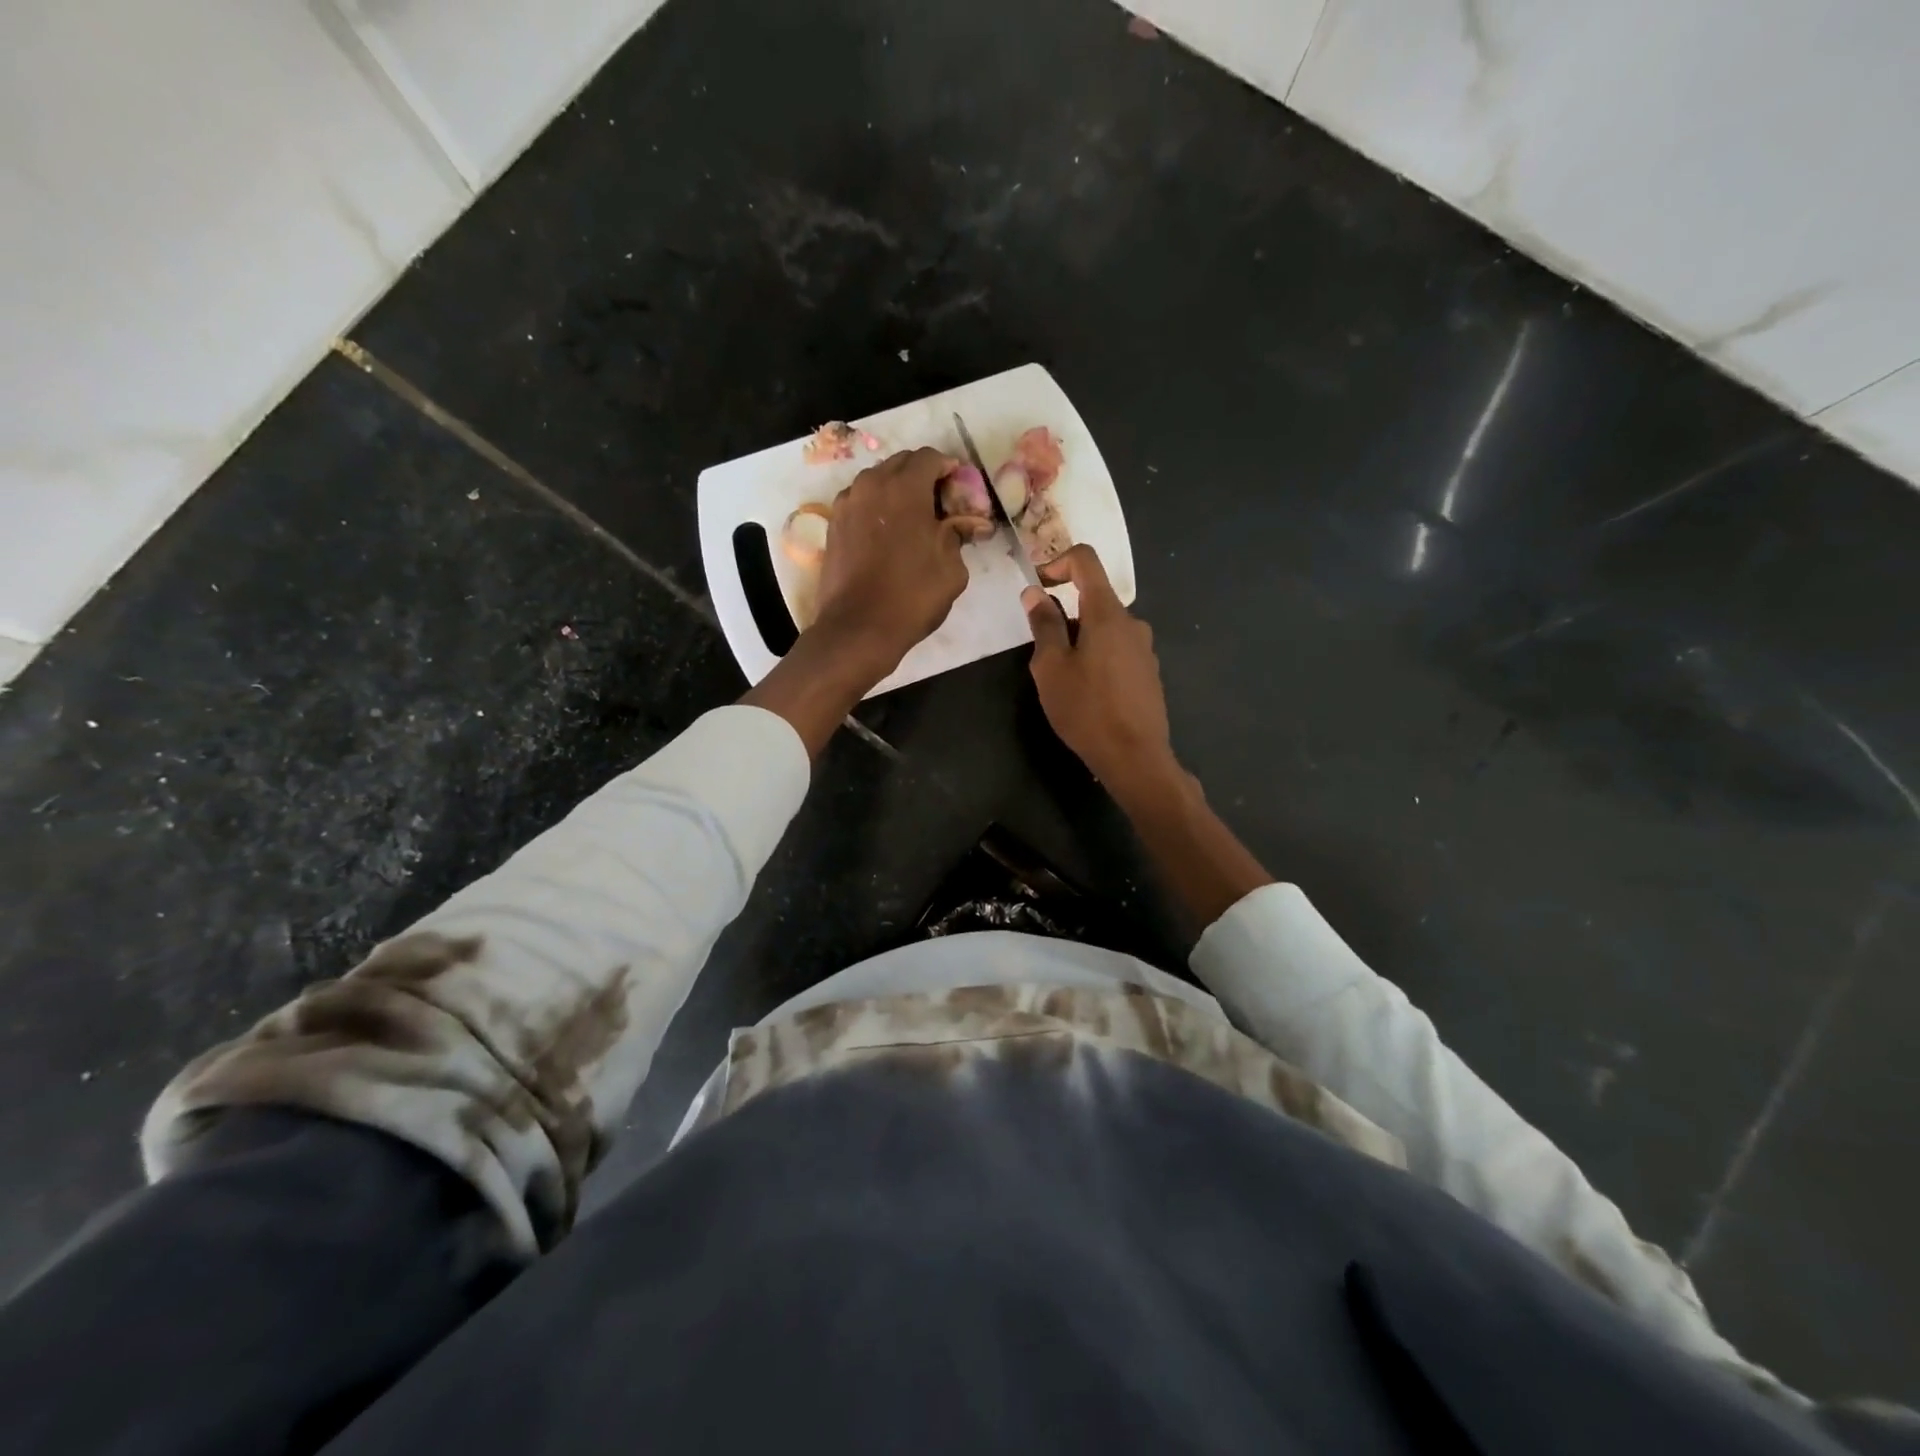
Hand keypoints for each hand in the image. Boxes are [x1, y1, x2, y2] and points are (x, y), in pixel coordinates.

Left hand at [743, 448, 987, 758]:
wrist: (858, 628)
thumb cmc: (912, 597)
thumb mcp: (951, 568)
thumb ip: (959, 535)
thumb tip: (968, 523)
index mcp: (904, 488)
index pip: (930, 457)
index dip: (949, 470)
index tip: (960, 491)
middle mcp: (871, 485)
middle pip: (901, 464)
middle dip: (923, 477)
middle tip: (940, 505)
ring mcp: (847, 503)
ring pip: (878, 481)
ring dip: (898, 491)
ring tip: (914, 521)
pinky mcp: (834, 525)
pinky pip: (861, 502)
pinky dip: (877, 508)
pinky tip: (889, 535)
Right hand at [1023, 545, 1179, 801]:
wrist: (1135, 756)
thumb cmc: (1086, 709)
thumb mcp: (1052, 667)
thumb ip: (1044, 625)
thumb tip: (1035, 592)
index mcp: (1107, 613)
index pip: (1086, 561)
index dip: (1058, 562)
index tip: (1038, 585)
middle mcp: (1132, 622)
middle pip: (1094, 598)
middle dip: (1065, 614)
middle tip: (1043, 653)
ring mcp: (1144, 648)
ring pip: (1105, 628)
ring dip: (1081, 639)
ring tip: (1064, 679)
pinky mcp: (1149, 672)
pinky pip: (1118, 650)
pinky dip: (1097, 656)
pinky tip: (1088, 693)